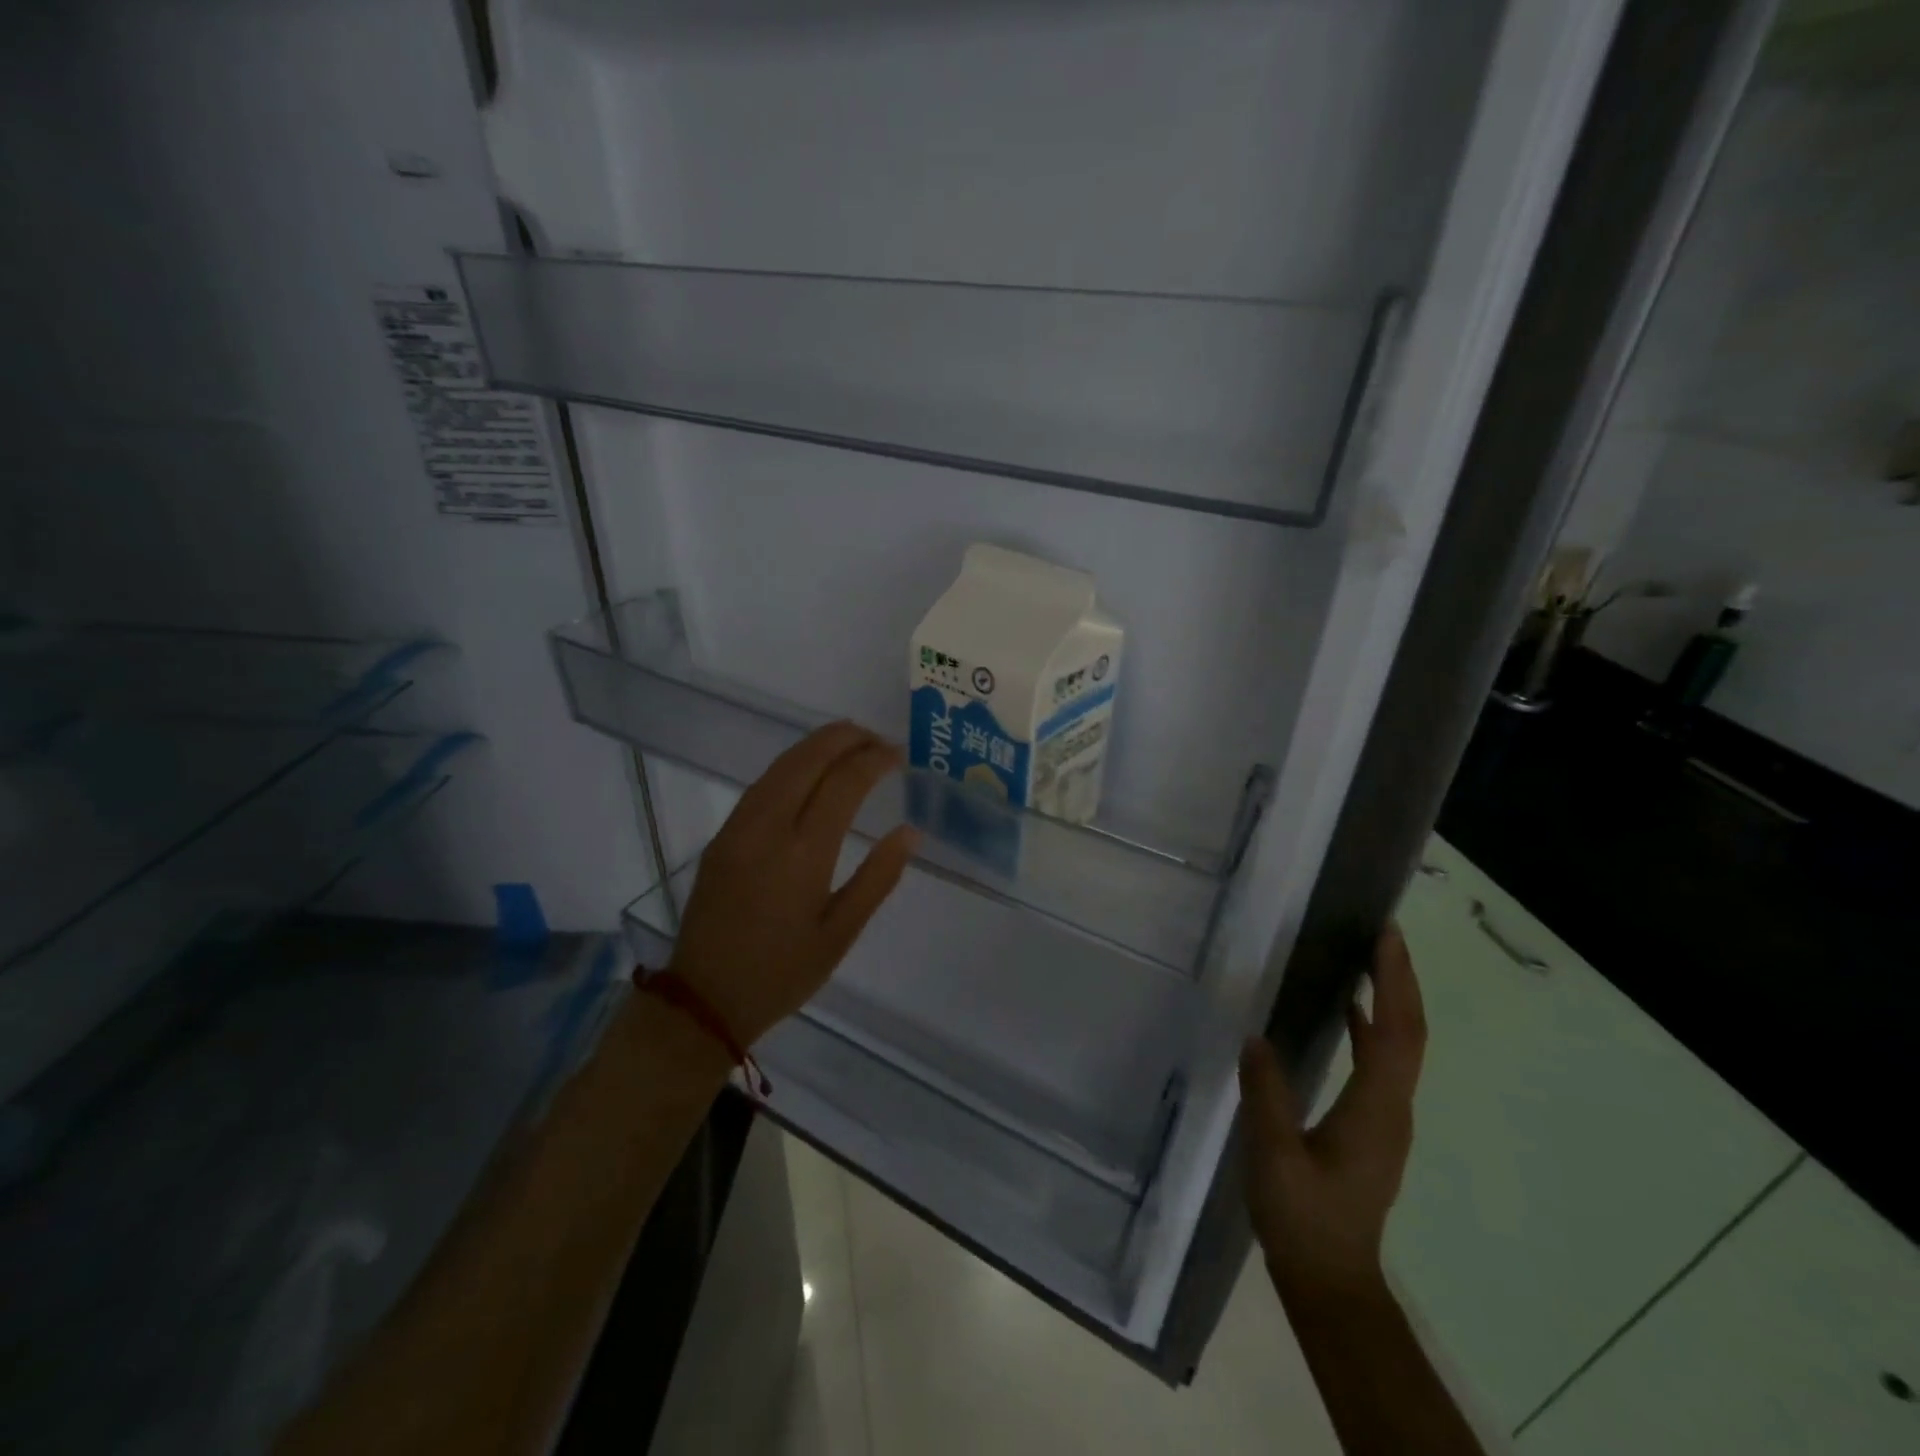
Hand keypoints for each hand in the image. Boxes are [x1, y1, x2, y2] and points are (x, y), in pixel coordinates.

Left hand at [668, 722, 919, 1047]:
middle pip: (807, 759)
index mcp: (803, 853)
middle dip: (844, 737)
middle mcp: (768, 828)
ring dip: (816, 745)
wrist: (705, 997)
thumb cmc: (783, 972)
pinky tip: (810, 770)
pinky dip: (792, 764)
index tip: (898, 755)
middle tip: (877, 738)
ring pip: (780, 766)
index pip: (843, 783)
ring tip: (850, 742)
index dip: (873, 760)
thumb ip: (878, 878)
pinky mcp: (722, 836)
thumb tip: (910, 832)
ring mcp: (739, 828)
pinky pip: (761, 784)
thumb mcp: (841, 933)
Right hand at [1240, 924, 1426, 1303]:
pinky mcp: (1372, 1125)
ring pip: (1399, 1045)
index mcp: (1375, 1108)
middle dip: (1400, 979)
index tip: (1387, 936)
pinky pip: (1381, 1060)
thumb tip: (1257, 1037)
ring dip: (1390, 998)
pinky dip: (1372, 1026)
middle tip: (1384, 932)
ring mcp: (1386, 1118)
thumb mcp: (1274, 1156)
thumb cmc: (1304, 1218)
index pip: (1394, 1031)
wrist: (1331, 1280)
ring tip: (1369, 958)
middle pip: (1408, 1032)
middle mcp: (1392, 1107)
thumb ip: (1267, 1095)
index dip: (1394, 981)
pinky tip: (1347, 1011)